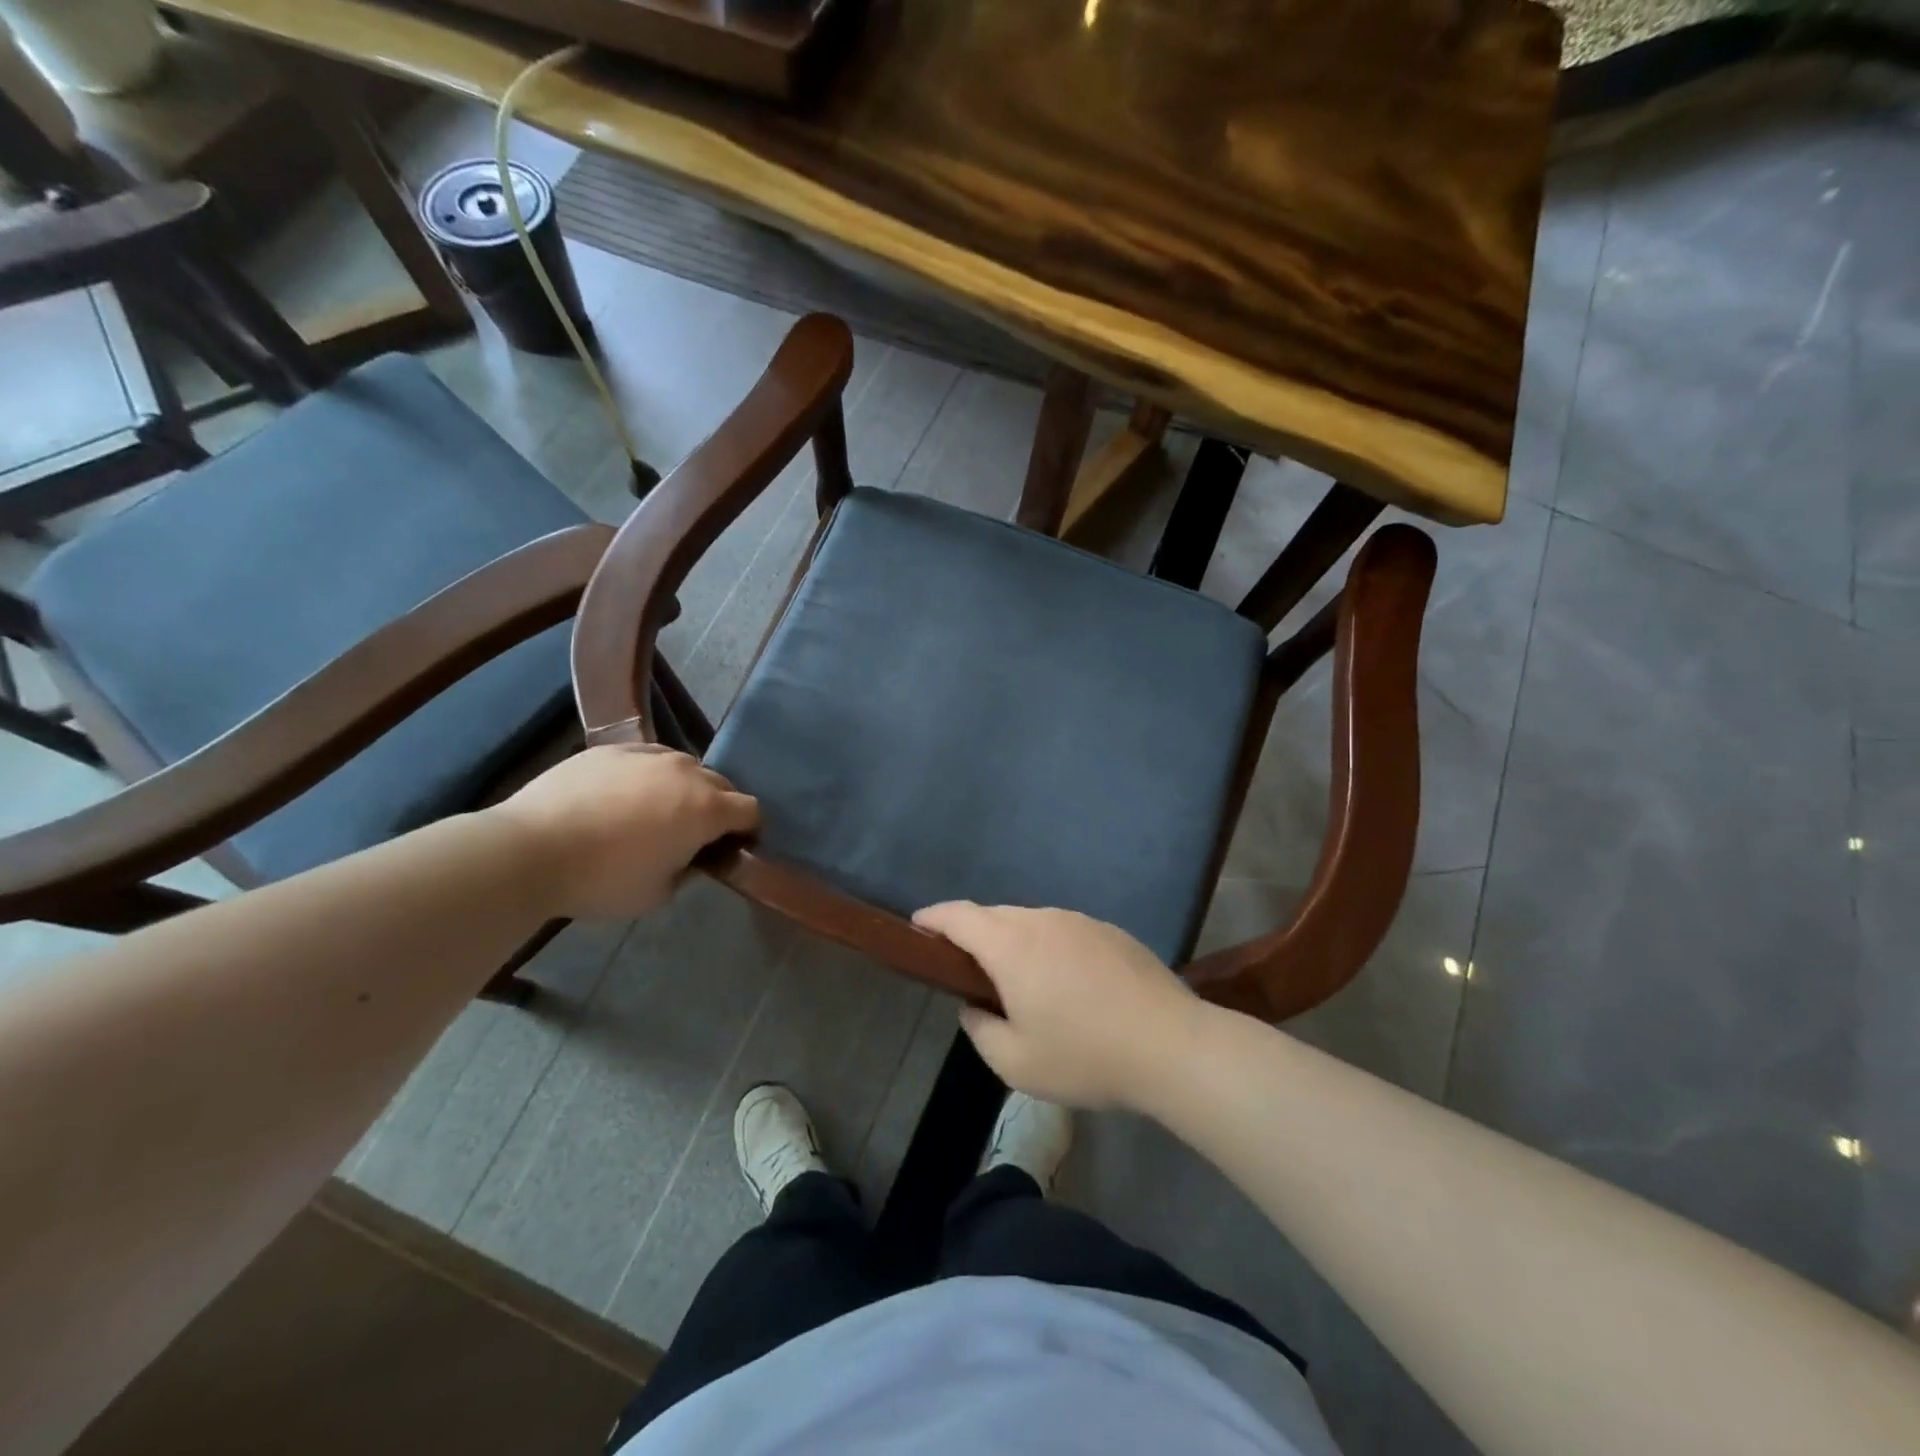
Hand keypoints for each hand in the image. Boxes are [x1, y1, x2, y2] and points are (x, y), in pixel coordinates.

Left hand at [491, 744, 757, 920]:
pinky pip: (647, 758)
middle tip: (695, 834)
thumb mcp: (658, 893)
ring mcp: (648, 754)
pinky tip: (622, 797)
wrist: (530, 849)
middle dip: (719, 807)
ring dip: (684, 788)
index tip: (733, 848)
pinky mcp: (612, 748)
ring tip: (656, 812)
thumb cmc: (602, 879)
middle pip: (722, 784)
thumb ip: (687, 871)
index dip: (748, 831)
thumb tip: (689, 857)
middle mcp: (686, 772)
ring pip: (684, 767)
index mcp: (706, 809)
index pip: (750, 810)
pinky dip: (648, 776)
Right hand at [911, 903, 1206, 1111]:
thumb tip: (975, 1007)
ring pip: (1032, 921)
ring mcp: (1080, 921)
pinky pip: (1064, 931)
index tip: (917, 926)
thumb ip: (981, 1030)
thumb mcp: (1016, 1062)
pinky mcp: (1110, 931)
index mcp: (1011, 945)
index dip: (933, 917)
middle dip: (973, 933)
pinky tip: (1067, 984)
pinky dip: (1050, 948)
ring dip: (1015, 942)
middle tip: (967, 968)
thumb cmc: (1085, 1056)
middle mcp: (1043, 920)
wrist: (1172, 1046)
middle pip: (995, 915)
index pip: (959, 916)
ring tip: (1020, 981)